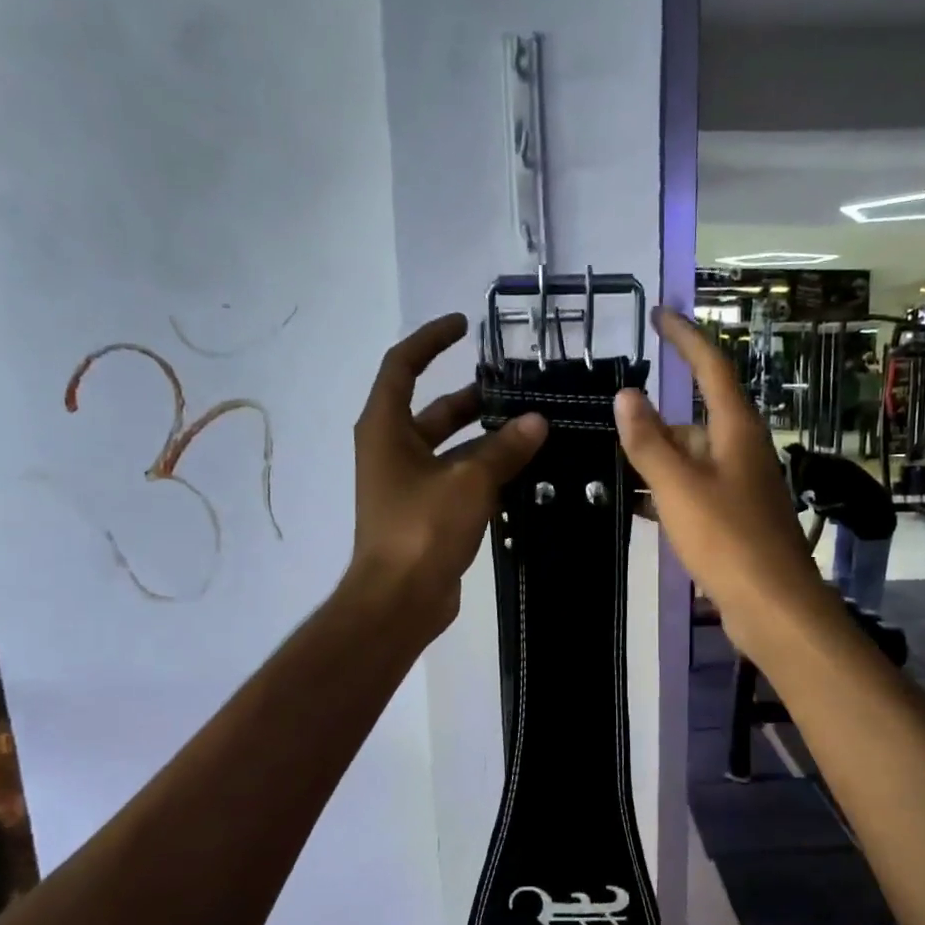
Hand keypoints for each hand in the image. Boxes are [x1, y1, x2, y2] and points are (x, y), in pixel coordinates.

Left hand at [346, 313, 546, 638]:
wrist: (399, 599)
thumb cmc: (422, 528)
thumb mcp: (468, 480)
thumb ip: (504, 448)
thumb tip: (537, 422)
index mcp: (386, 428)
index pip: (403, 366)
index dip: (432, 340)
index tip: (465, 325)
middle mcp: (392, 449)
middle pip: (435, 409)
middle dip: (474, 398)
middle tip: (519, 390)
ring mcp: (408, 483)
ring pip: (452, 448)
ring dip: (487, 438)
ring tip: (534, 429)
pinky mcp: (426, 512)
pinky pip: (459, 479)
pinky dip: (486, 471)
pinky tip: (524, 471)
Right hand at [615, 308, 840, 660]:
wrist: (772, 606)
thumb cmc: (726, 539)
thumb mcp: (678, 486)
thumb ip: (649, 442)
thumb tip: (626, 395)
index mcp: (736, 431)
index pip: (711, 367)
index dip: (685, 338)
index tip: (659, 315)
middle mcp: (744, 451)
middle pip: (696, 420)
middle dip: (657, 423)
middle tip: (614, 429)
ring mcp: (742, 487)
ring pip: (694, 460)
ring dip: (658, 462)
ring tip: (616, 469)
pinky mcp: (738, 519)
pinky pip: (697, 492)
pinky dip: (669, 493)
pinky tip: (640, 507)